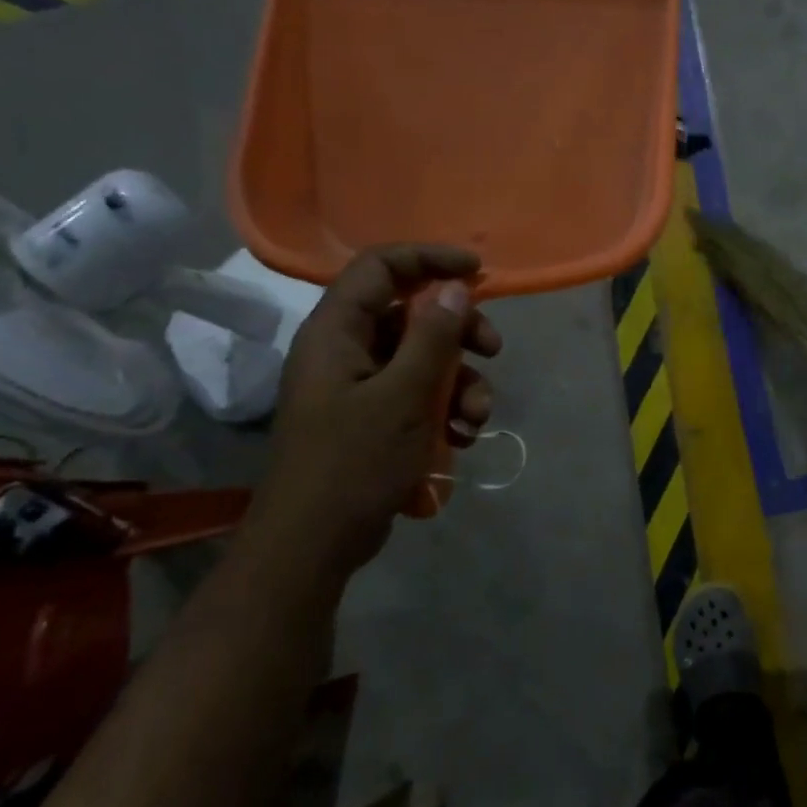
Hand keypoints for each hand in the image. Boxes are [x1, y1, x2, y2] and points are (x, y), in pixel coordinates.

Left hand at [252, 246, 503, 576]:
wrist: (313, 547)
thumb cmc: (352, 463)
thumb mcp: (404, 396)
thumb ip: (434, 337)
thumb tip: (457, 287)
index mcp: (336, 333)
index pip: (380, 267)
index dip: (429, 259)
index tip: (478, 271)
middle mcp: (346, 351)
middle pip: (411, 314)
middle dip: (459, 332)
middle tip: (492, 350)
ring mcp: (360, 387)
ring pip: (423, 359)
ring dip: (459, 382)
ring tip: (476, 419)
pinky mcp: (374, 418)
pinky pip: (418, 394)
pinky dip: (445, 409)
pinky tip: (461, 439)